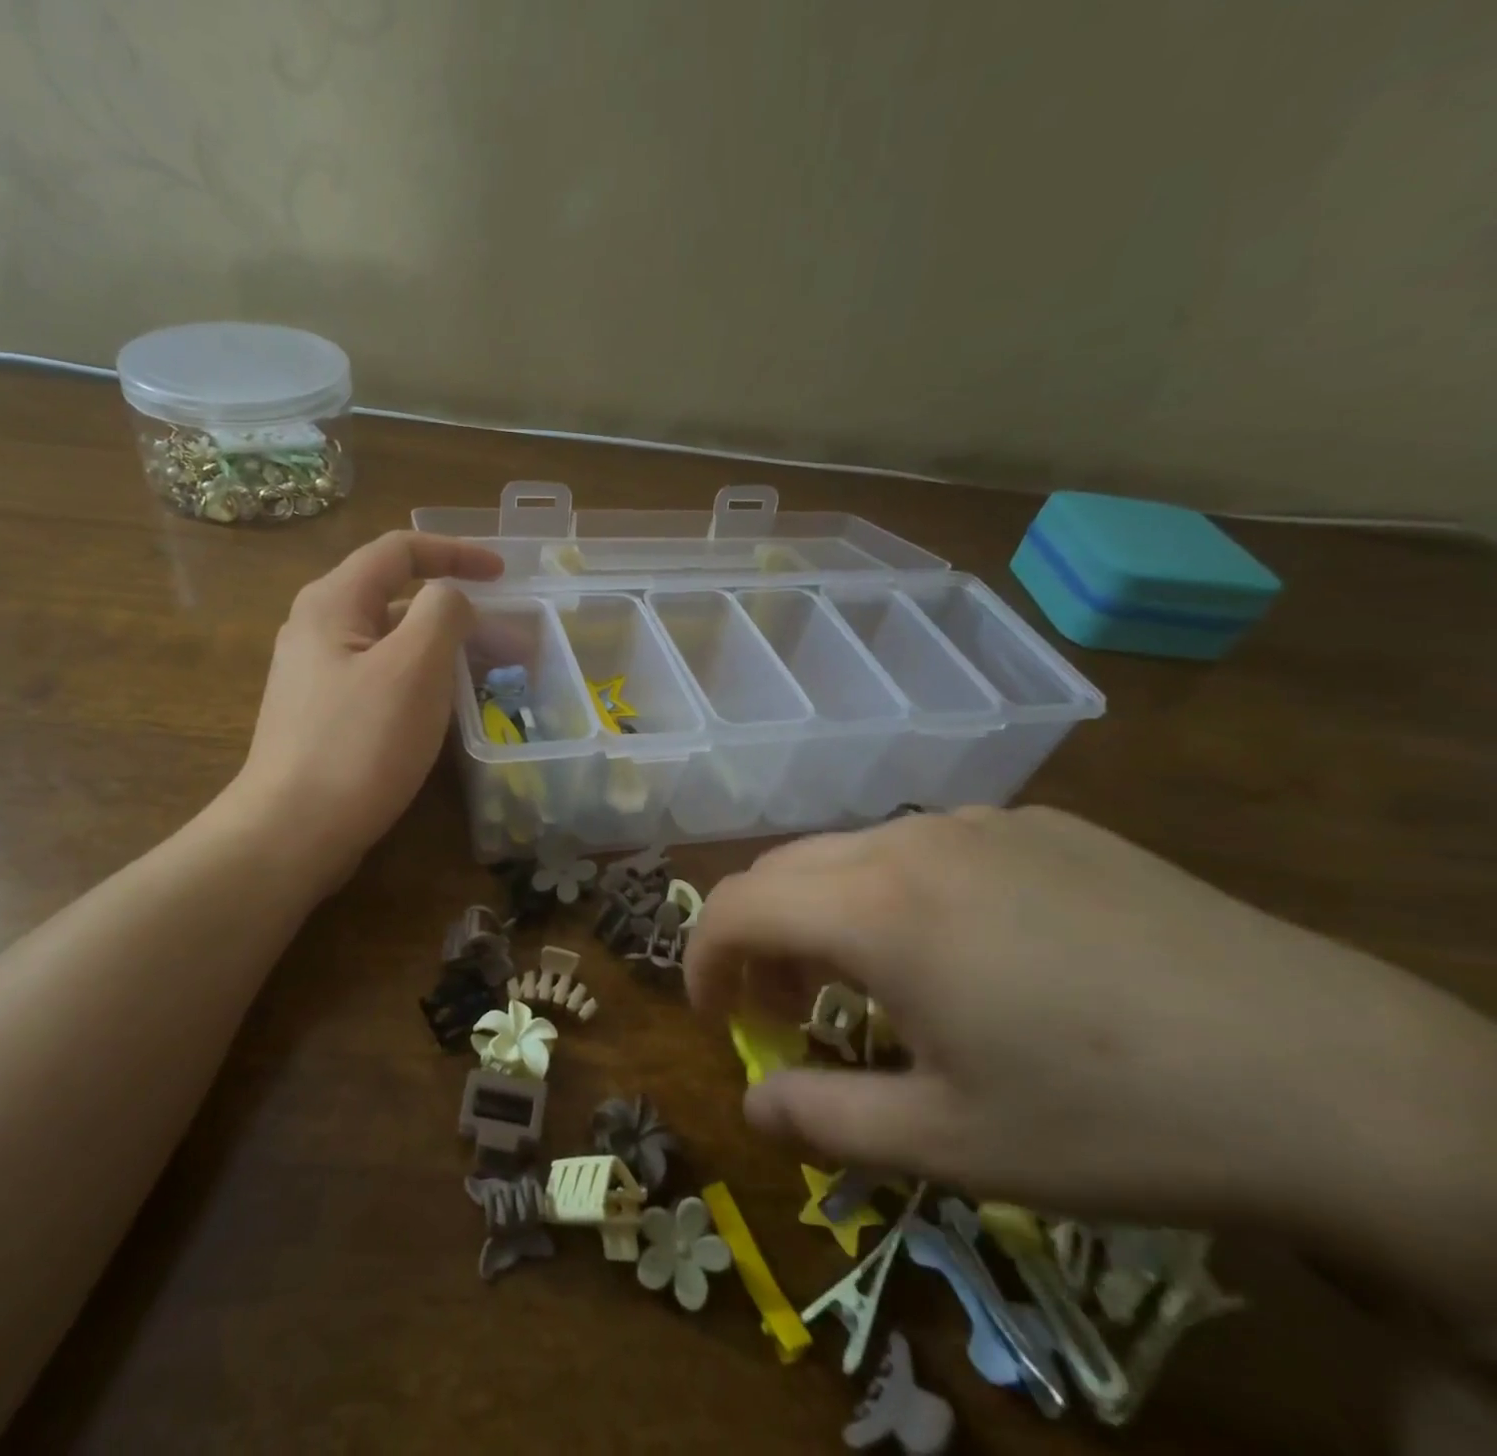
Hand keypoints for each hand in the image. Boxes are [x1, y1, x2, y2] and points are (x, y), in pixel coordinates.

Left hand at [227, 532, 502, 887]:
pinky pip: (382, 680)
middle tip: (507, 642)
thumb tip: (451, 599)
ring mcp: (317, 675)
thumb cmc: (358, 744)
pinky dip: (421, 682)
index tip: (504, 575)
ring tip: (488, 677)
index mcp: (333, 601)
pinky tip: (445, 711)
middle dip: (457, 612)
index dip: (456, 552)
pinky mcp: (324, 716)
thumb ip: (443, 613)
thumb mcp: (414, 667)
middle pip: (397, 597)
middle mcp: (318, 628)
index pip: (400, 550)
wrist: (292, 832)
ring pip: (392, 644)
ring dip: (442, 650)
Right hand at [684, 806, 1496, 1233]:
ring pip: (851, 853)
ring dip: (824, 913)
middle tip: (789, 1012)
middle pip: (783, 869)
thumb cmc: (1115, 1118)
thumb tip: (750, 1104)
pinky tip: (963, 952)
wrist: (1338, 1078)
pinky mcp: (1042, 825)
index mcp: (877, 909)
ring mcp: (981, 823)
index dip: (702, 958)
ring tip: (872, 985)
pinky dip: (893, 892)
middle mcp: (912, 842)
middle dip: (759, 939)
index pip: (735, 905)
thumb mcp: (952, 1144)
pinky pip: (925, 846)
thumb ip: (823, 1118)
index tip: (715, 1015)